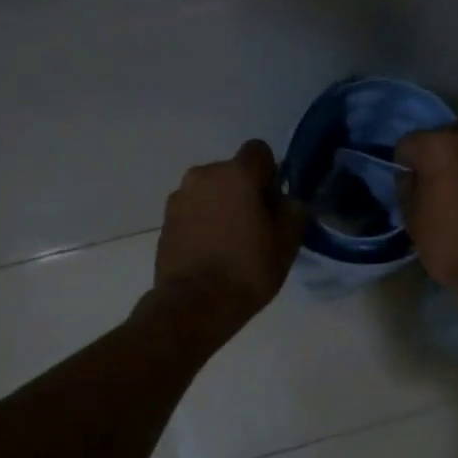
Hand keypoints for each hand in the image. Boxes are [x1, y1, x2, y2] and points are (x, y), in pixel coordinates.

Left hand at [154, 140, 305, 336]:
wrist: (193, 306)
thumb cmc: (247, 270)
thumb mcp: (287, 242)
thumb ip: (292, 211)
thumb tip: (284, 201)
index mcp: (236, 174)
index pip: (259, 151)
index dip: (270, 173)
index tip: (273, 202)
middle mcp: (203, 175)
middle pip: (232, 172)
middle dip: (244, 191)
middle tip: (255, 226)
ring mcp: (179, 197)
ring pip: (210, 191)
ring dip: (221, 206)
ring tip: (230, 242)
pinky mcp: (165, 220)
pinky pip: (193, 210)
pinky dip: (203, 222)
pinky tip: (211, 251)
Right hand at [394, 125, 457, 295]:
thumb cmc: (450, 242)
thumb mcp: (413, 219)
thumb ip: (408, 188)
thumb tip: (413, 177)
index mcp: (440, 145)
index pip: (409, 143)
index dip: (404, 163)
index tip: (407, 183)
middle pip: (445, 140)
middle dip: (437, 158)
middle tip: (433, 186)